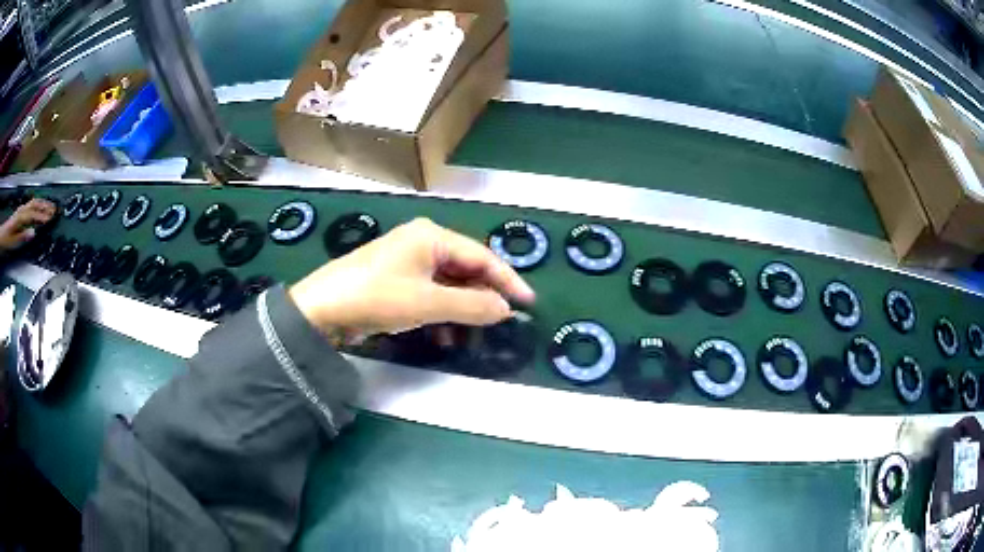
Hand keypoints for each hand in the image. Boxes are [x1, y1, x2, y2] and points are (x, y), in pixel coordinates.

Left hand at [0, 198, 55, 251]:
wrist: (2, 236)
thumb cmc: (7, 241)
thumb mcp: (14, 242)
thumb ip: (23, 236)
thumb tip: (33, 232)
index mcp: (21, 217)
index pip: (33, 215)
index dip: (42, 216)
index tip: (51, 219)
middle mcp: (22, 210)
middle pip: (35, 205)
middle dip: (44, 206)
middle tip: (54, 209)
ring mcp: (21, 209)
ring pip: (33, 202)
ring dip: (42, 203)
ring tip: (50, 205)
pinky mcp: (21, 210)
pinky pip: (30, 204)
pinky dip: (37, 203)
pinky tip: (39, 205)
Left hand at [289, 218, 534, 334]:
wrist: (321, 310)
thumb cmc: (377, 297)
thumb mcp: (428, 303)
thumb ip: (472, 305)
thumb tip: (506, 309)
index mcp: (431, 236)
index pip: (481, 256)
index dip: (507, 280)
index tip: (529, 302)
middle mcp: (421, 242)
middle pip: (465, 268)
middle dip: (483, 296)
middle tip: (503, 320)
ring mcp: (406, 261)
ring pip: (448, 284)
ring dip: (462, 309)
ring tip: (472, 335)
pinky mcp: (395, 280)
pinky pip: (429, 293)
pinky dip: (441, 312)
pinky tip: (444, 334)